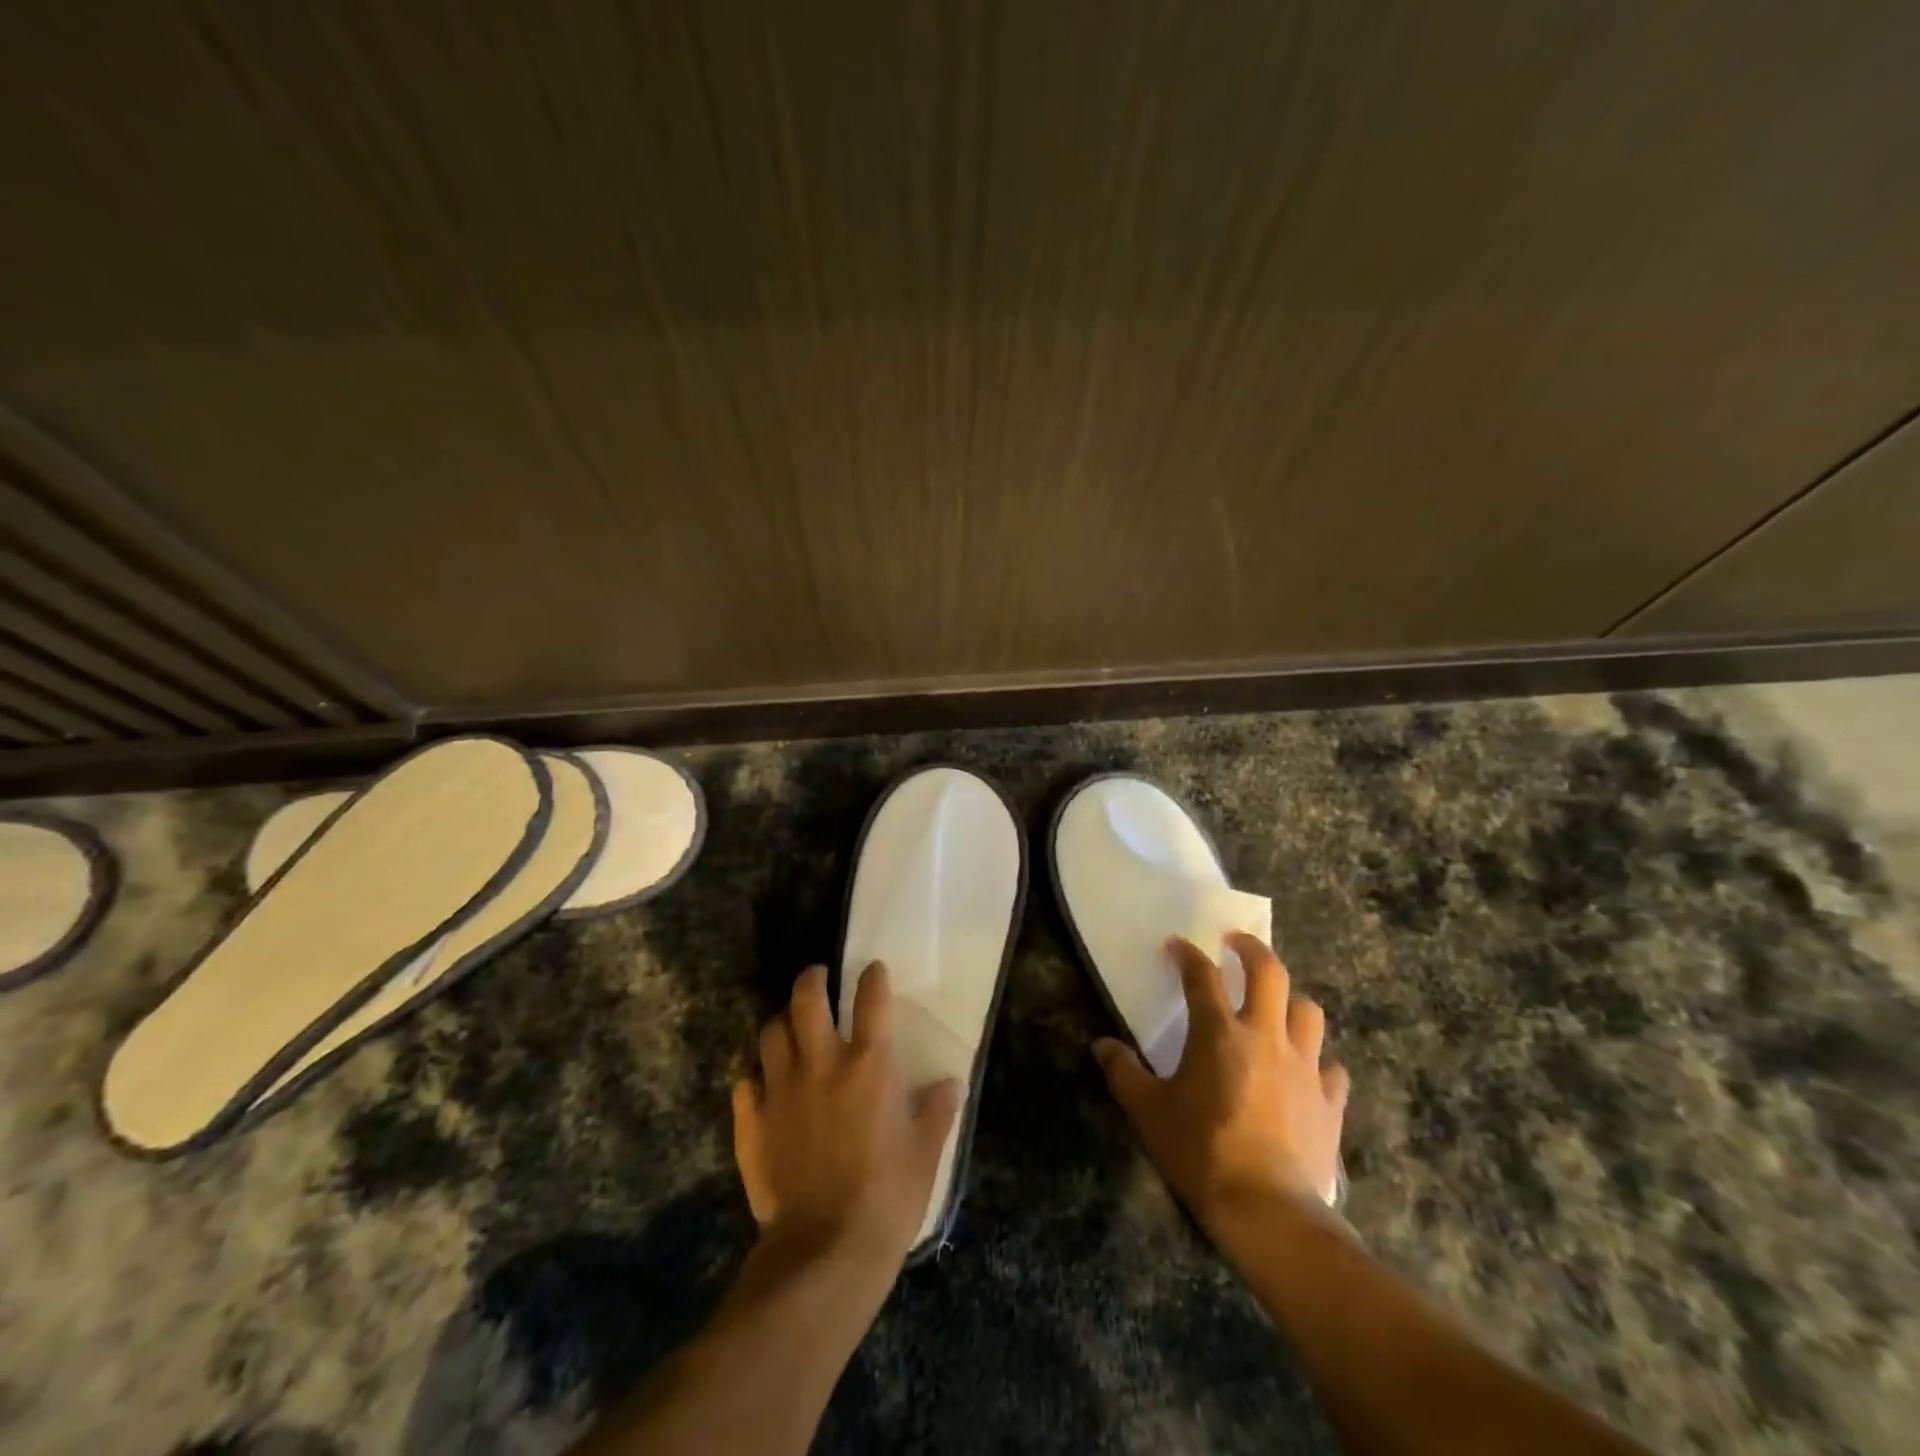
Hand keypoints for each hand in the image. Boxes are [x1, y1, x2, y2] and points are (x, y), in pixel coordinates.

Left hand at [733, 963, 960, 1274]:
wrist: (824, 1252)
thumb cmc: (886, 1197)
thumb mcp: (925, 1153)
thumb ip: (936, 1111)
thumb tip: (950, 1083)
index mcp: (868, 1065)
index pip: (872, 1000)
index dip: (873, 978)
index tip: (874, 970)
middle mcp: (821, 1064)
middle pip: (806, 1000)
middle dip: (811, 979)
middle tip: (817, 977)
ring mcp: (781, 1091)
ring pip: (770, 1034)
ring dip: (780, 1022)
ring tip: (789, 1026)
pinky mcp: (753, 1123)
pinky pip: (745, 1084)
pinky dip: (753, 1077)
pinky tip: (762, 1084)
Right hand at [1094, 933, 1348, 1230]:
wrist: (1268, 1211)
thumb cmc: (1201, 1152)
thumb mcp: (1148, 1112)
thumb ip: (1123, 1073)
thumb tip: (1102, 1046)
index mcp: (1219, 1033)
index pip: (1202, 975)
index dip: (1187, 954)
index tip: (1177, 946)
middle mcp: (1266, 1037)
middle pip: (1269, 972)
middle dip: (1251, 949)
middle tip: (1236, 944)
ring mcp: (1304, 1068)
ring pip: (1308, 1012)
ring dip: (1289, 1001)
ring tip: (1274, 1007)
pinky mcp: (1329, 1102)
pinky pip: (1330, 1067)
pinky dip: (1317, 1061)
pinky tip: (1305, 1072)